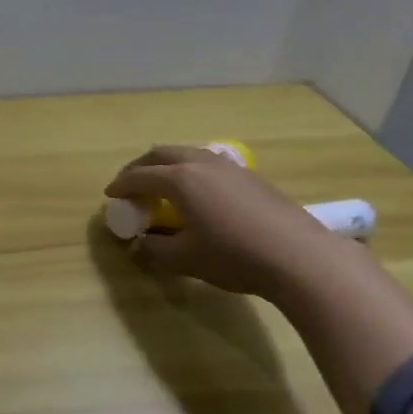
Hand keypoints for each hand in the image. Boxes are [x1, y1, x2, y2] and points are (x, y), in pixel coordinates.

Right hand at [104, 145, 341, 298]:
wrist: (302, 258)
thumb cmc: (234, 256)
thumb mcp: (184, 259)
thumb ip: (154, 250)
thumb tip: (140, 245)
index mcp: (180, 179)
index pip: (140, 176)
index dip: (121, 185)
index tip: (110, 195)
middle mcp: (202, 164)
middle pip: (162, 154)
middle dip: (141, 166)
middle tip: (131, 184)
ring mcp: (231, 168)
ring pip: (189, 154)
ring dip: (169, 166)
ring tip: (163, 186)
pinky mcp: (253, 179)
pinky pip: (211, 164)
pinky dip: (192, 172)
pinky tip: (199, 195)